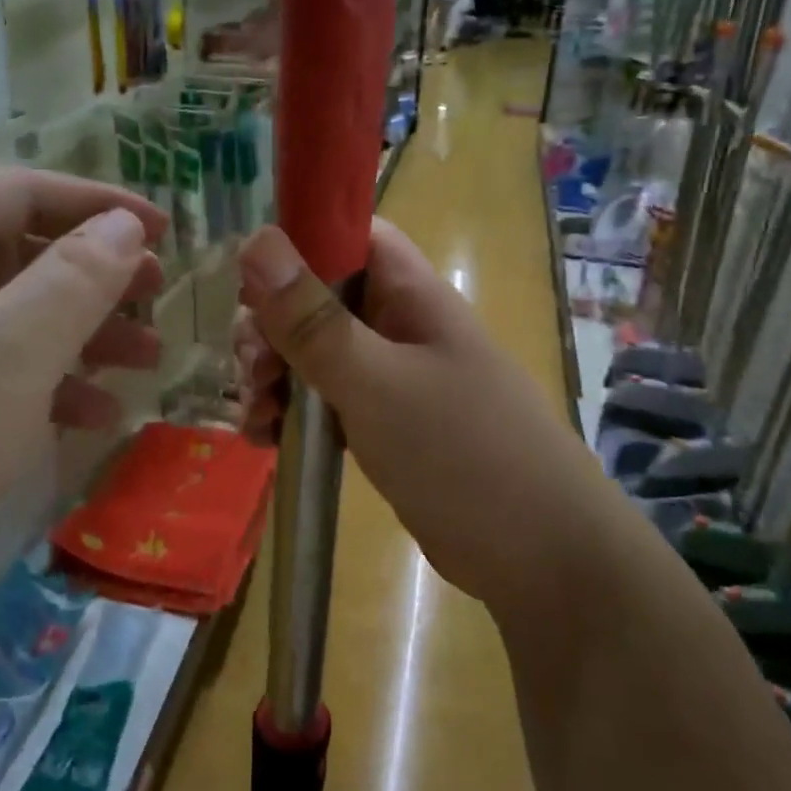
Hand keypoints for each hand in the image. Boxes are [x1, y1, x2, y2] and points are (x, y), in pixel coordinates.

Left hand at [0, 169, 166, 627]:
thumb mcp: (14, 350)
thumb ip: (77, 279)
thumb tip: (125, 224)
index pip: (17, 192)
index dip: (97, 202)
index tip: (162, 228)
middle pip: (17, 256)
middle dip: (96, 276)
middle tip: (157, 296)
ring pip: (10, 321)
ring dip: (83, 334)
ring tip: (145, 361)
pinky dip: (47, 386)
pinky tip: (93, 416)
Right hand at [234, 221, 599, 610]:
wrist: (540, 555)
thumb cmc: (461, 453)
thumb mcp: (376, 382)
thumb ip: (313, 319)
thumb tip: (255, 239)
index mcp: (410, 294)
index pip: (349, 235)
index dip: (296, 246)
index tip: (251, 288)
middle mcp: (401, 325)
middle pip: (320, 297)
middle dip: (274, 326)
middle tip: (252, 369)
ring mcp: (395, 376)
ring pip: (318, 352)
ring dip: (275, 373)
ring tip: (253, 415)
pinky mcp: (387, 423)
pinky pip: (328, 399)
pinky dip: (293, 411)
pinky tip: (266, 438)